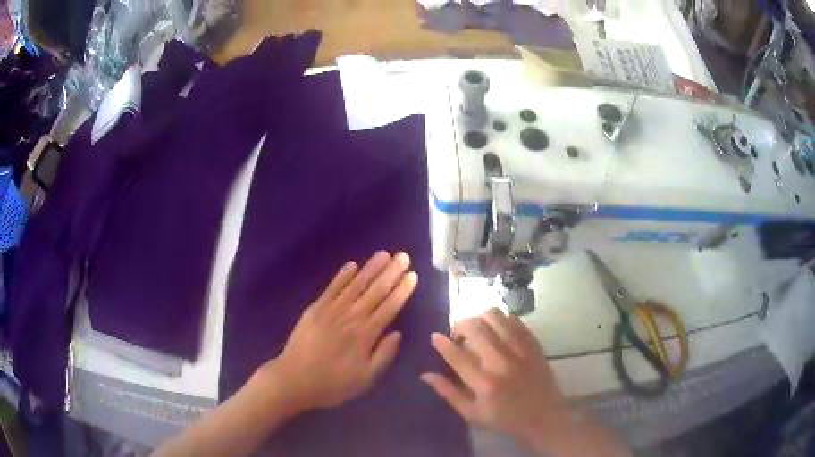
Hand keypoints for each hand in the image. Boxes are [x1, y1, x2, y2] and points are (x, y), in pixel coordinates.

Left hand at [258, 251, 416, 411]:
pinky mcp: (315, 308)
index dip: (402, 291)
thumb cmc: (332, 384)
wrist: (293, 380)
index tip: (412, 275)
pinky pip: (332, 288)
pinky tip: (352, 264)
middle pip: (375, 291)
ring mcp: (331, 310)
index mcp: (365, 335)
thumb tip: (398, 333)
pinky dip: (342, 275)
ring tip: (383, 254)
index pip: (389, 307)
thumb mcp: (365, 379)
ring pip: (355, 285)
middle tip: (403, 256)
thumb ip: (383, 356)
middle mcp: (351, 317)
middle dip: (391, 272)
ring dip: (370, 268)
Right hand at [422, 308, 629, 456]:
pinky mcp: (534, 344)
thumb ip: (448, 393)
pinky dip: (501, 321)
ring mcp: (521, 350)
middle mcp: (502, 362)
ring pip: (496, 317)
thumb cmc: (504, 419)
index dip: (442, 343)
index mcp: (484, 384)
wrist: (544, 417)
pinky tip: (497, 331)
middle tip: (458, 336)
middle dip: (460, 325)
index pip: (457, 356)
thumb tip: (425, 374)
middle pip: (476, 328)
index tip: (434, 336)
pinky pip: (515, 320)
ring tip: (477, 330)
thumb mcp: (472, 413)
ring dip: (480, 318)